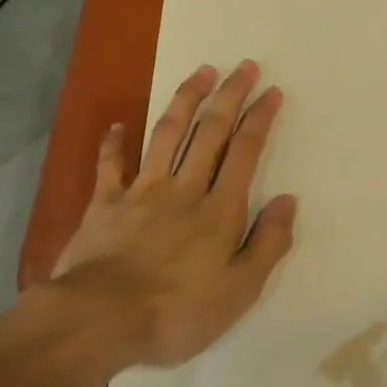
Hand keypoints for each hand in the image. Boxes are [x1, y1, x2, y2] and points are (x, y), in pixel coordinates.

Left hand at [45, 60, 295, 368]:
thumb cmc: (177, 312)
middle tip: (243, 66)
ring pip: (167, 135)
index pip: (245, 151)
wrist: (98, 321)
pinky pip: (109, 166)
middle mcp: (184, 189)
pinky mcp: (104, 205)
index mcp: (219, 209)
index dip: (259, 118)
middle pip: (211, 132)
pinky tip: (118, 124)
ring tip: (200, 72)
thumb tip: (288, 200)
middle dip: (229, 95)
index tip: (271, 91)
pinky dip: (113, 143)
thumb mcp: (240, 290)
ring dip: (185, 100)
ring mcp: (141, 192)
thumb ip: (268, 243)